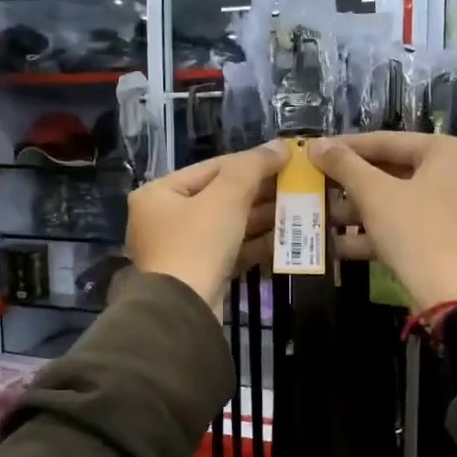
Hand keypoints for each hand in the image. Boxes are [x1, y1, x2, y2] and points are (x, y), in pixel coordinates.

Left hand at [127, 142, 287, 313]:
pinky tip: (285, 238)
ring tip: (298, 209)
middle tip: (296, 185)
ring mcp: (180, 250)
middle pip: (219, 197)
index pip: (211, 168)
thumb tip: (280, 145)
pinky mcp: (198, 275)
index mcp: (158, 194)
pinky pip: (229, 250)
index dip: (251, 161)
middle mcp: (164, 219)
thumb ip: (252, 167)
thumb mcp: (226, 197)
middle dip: (259, 192)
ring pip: (227, 225)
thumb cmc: (198, 243)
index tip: (285, 159)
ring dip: (262, 217)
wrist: (183, 310)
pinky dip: (254, 243)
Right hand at [308, 133, 456, 312]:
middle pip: (392, 171)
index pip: (388, 141)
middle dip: (350, 183)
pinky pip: (405, 226)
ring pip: (396, 201)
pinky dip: (374, 232)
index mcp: (448, 152)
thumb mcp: (374, 194)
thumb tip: (315, 145)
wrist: (452, 294)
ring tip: (319, 213)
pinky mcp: (445, 240)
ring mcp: (453, 210)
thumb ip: (344, 165)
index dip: (347, 147)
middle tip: (316, 182)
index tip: (315, 151)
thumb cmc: (415, 230)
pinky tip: (336, 244)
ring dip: (356, 210)